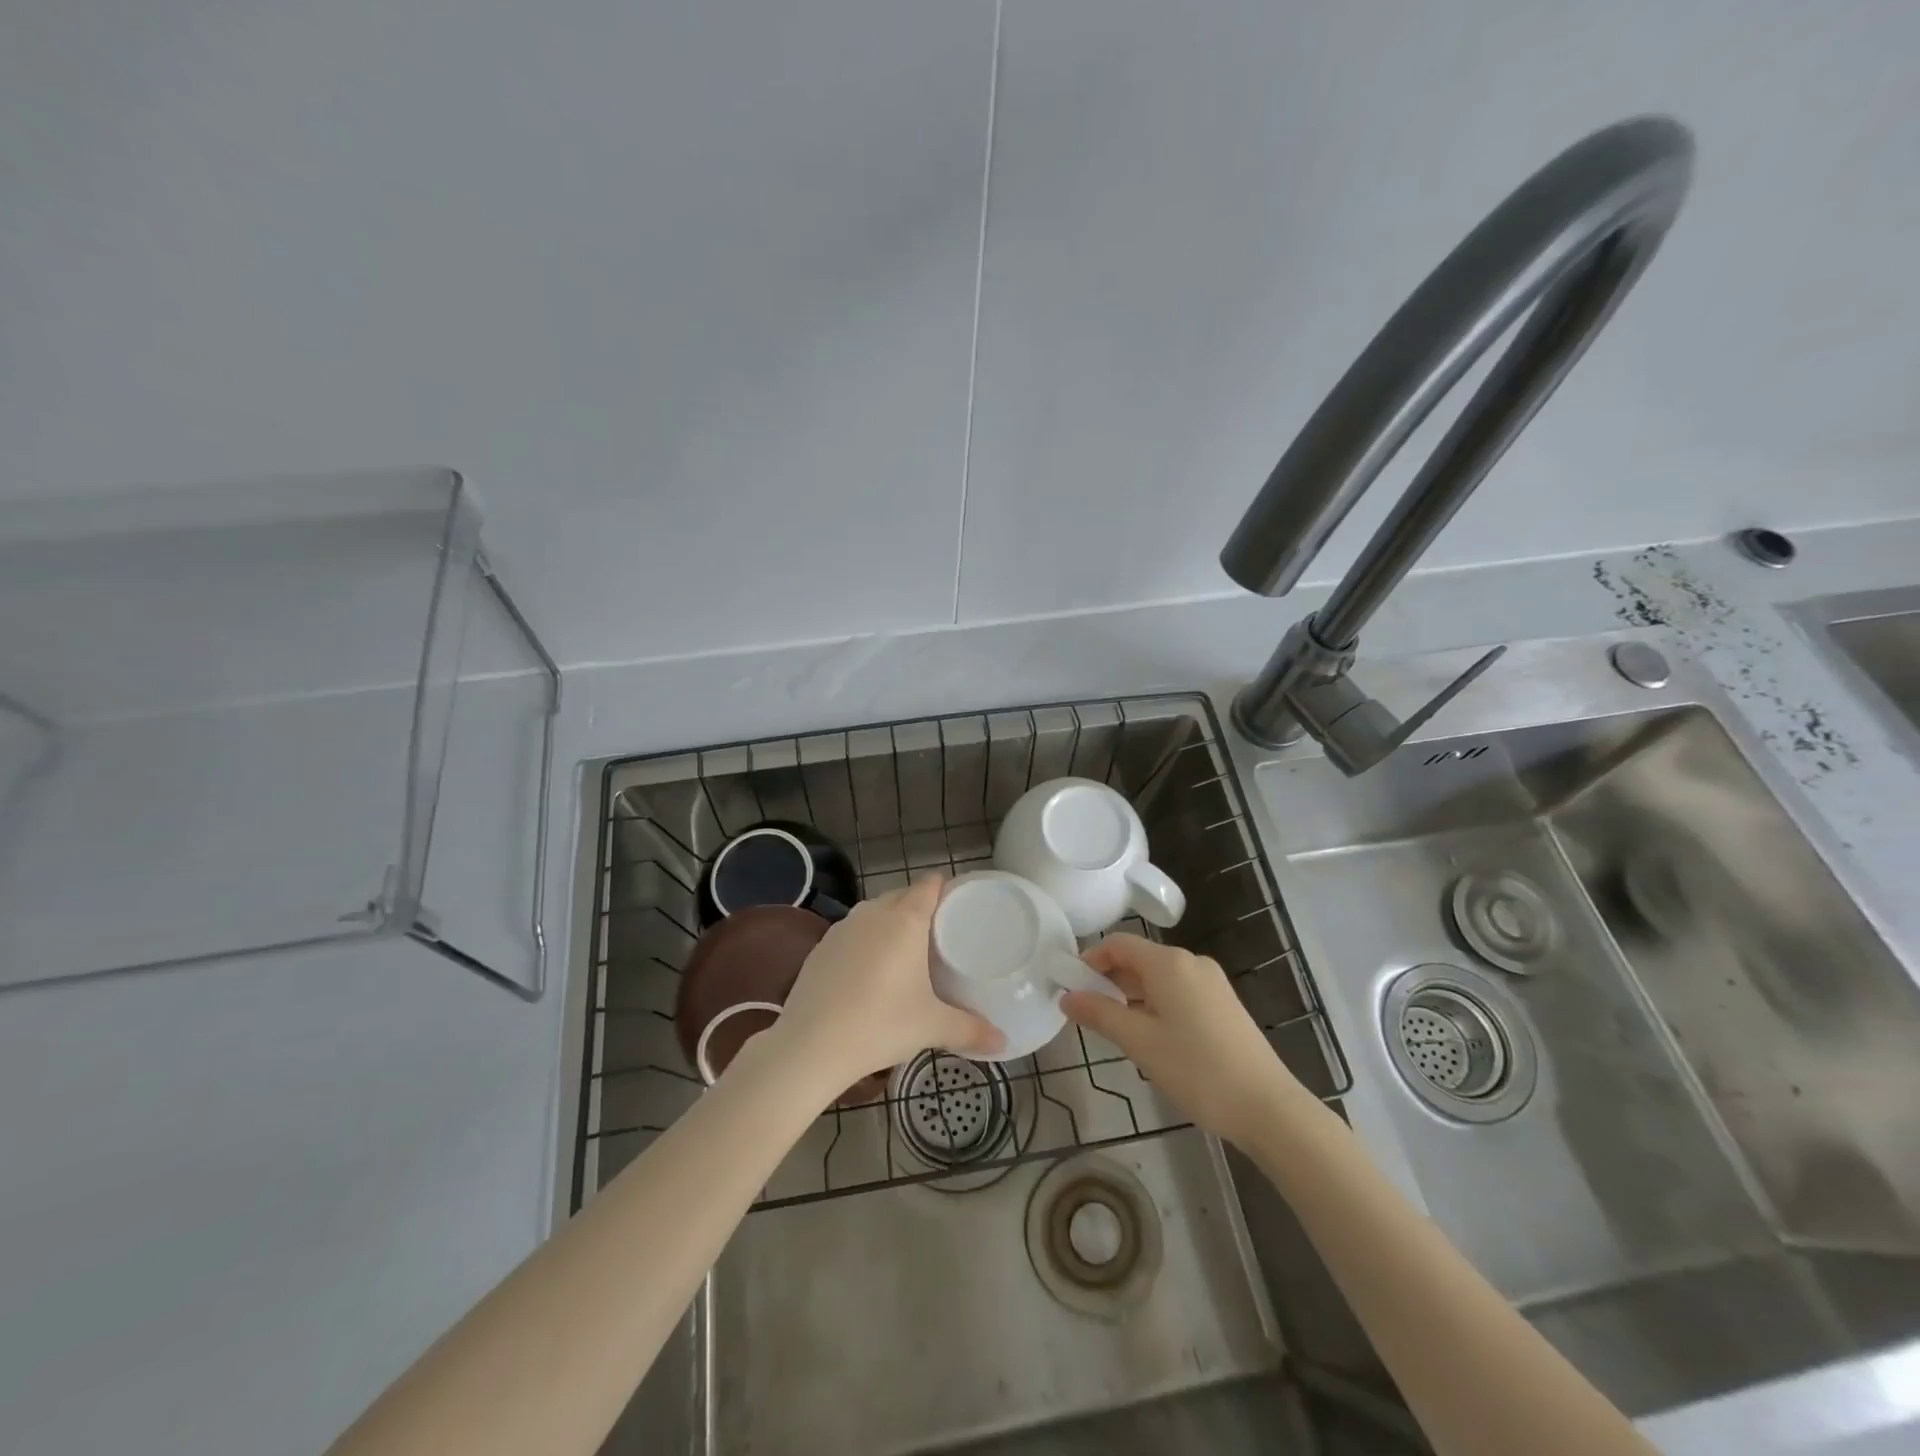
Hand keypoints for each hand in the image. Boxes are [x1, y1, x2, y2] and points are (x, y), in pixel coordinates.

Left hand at [768, 876, 1002, 1093]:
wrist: (810, 1045)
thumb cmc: (881, 1024)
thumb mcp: (932, 1027)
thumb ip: (971, 1030)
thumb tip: (1004, 1043)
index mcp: (906, 919)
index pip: (929, 885)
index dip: (945, 889)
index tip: (958, 906)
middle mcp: (873, 913)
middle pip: (903, 896)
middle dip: (920, 907)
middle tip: (939, 935)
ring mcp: (842, 927)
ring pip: (874, 913)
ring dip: (890, 924)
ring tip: (905, 953)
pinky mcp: (821, 947)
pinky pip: (852, 933)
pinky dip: (864, 943)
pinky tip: (868, 973)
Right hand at [1061, 933, 1309, 1147]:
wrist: (1268, 1107)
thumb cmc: (1197, 1070)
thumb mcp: (1140, 1043)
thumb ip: (1100, 1015)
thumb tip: (1067, 997)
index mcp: (1169, 963)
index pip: (1118, 943)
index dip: (1090, 959)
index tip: (1070, 985)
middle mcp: (1191, 962)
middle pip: (1139, 958)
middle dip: (1109, 980)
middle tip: (1087, 1013)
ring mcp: (1212, 983)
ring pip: (1159, 977)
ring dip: (1132, 995)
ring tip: (1115, 1029)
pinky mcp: (1224, 1004)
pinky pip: (1179, 991)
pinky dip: (1156, 1004)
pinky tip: (1151, 1037)